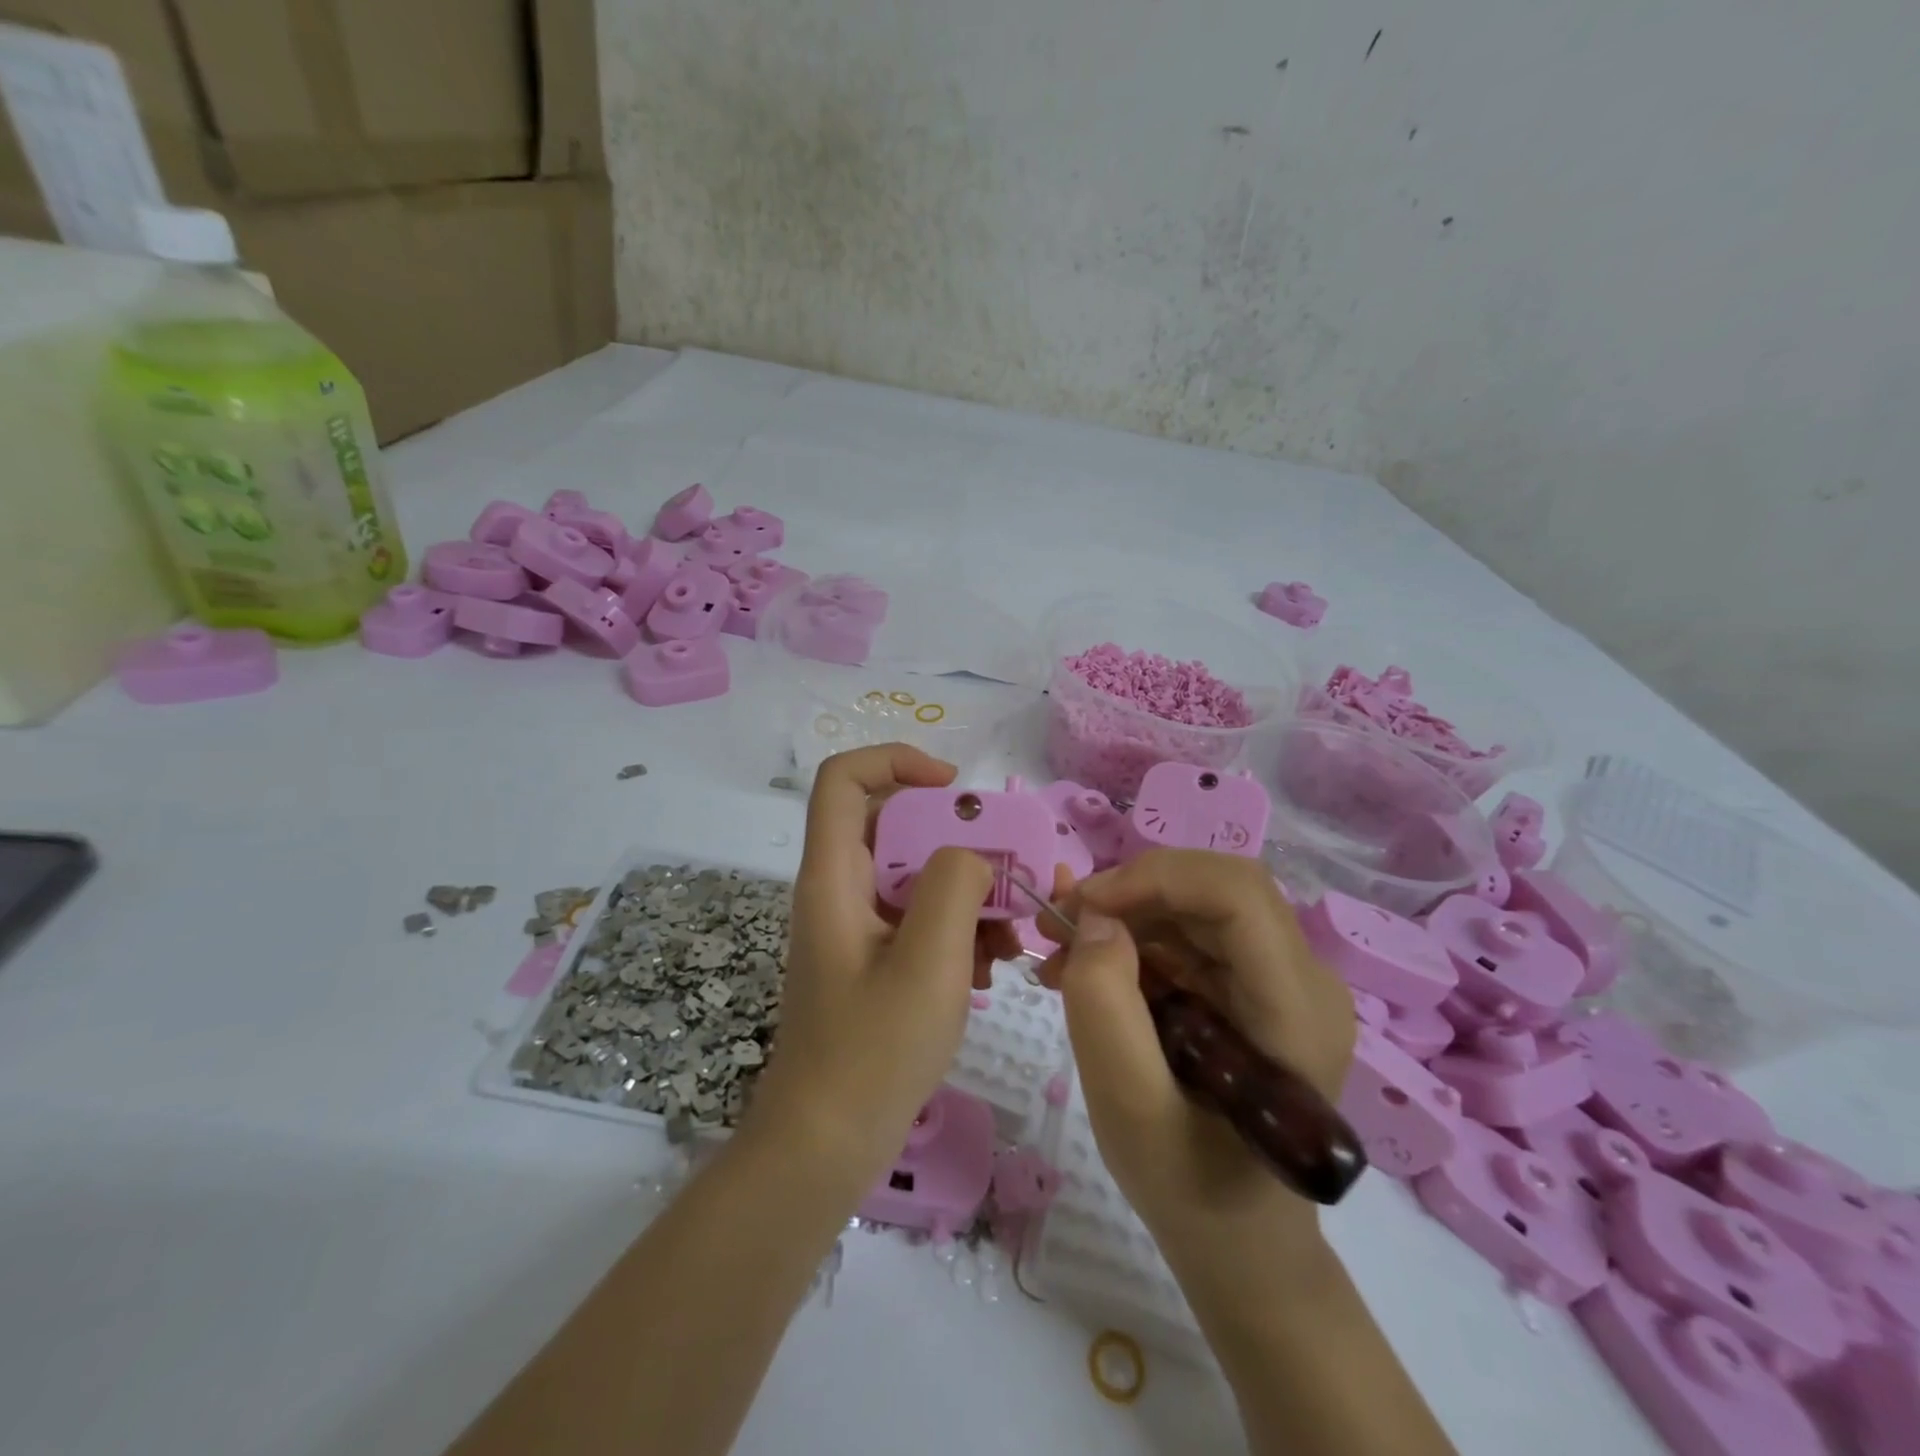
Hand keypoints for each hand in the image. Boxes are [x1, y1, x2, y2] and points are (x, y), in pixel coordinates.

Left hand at [748, 745, 1020, 1184]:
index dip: (898, 762)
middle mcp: (840, 890)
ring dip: (970, 894)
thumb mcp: (927, 962)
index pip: (846, 778)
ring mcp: (858, 928)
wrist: (825, 1147)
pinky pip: (920, 920)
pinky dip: (960, 931)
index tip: (957, 790)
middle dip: (961, 841)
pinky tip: (992, 971)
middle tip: (1013, 872)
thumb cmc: (872, 1053)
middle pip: (897, 826)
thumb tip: (971, 853)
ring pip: (917, 876)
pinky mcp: (875, 961)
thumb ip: (954, 886)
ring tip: (1013, 937)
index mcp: (834, 876)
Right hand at [1037, 850, 1355, 1281]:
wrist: (1241, 1244)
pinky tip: (1089, 969)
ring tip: (1060, 951)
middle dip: (1131, 892)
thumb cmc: (1191, 1190)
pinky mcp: (1255, 986)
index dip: (1156, 879)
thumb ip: (1104, 1008)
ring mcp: (1282, 979)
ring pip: (1197, 904)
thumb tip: (1096, 921)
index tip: (1082, 906)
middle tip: (1060, 922)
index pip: (1237, 894)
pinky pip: (1191, 934)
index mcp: (1296, 1010)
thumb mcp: (1129, 1109)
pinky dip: (1134, 938)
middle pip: (1215, 889)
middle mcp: (1304, 978)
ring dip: (1125, 913)